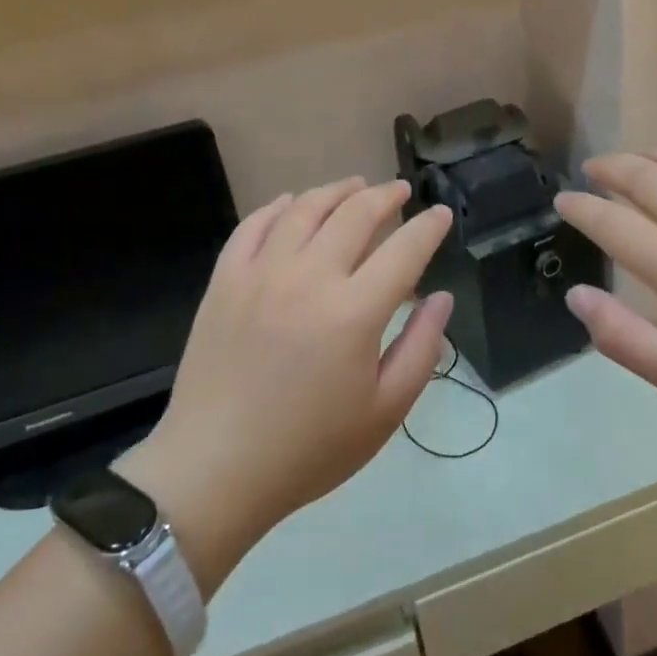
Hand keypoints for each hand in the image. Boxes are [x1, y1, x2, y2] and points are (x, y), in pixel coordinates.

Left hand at [119, 179, 453, 593]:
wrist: (214, 469)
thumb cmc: (309, 449)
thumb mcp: (384, 411)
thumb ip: (421, 348)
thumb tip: (442, 298)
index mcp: (354, 312)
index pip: (405, 249)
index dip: (428, 227)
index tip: (441, 214)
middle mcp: (309, 277)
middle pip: (355, 214)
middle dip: (385, 196)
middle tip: (400, 191)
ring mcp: (261, 273)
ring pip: (305, 209)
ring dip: (336, 191)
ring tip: (355, 186)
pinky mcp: (225, 280)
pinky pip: (254, 225)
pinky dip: (278, 207)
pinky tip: (292, 204)